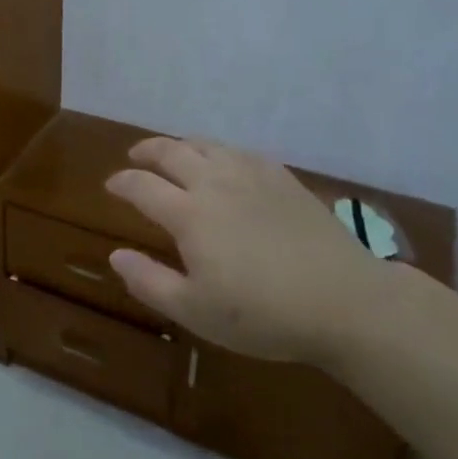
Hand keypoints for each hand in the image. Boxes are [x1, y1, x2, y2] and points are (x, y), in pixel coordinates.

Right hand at [104, 136, 391, 365]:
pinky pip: (238, 150)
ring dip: (180, 145)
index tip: (111, 185)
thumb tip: (115, 255)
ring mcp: (250, 174)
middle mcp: (214, 182)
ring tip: (173, 153)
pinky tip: (222, 162)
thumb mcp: (197, 311)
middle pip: (170, 152)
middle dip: (146, 151)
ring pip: (204, 144)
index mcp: (188, 213)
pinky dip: (217, 150)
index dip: (121, 182)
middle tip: (135, 156)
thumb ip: (149, 281)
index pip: (141, 186)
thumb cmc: (264, 314)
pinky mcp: (281, 177)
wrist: (346, 301)